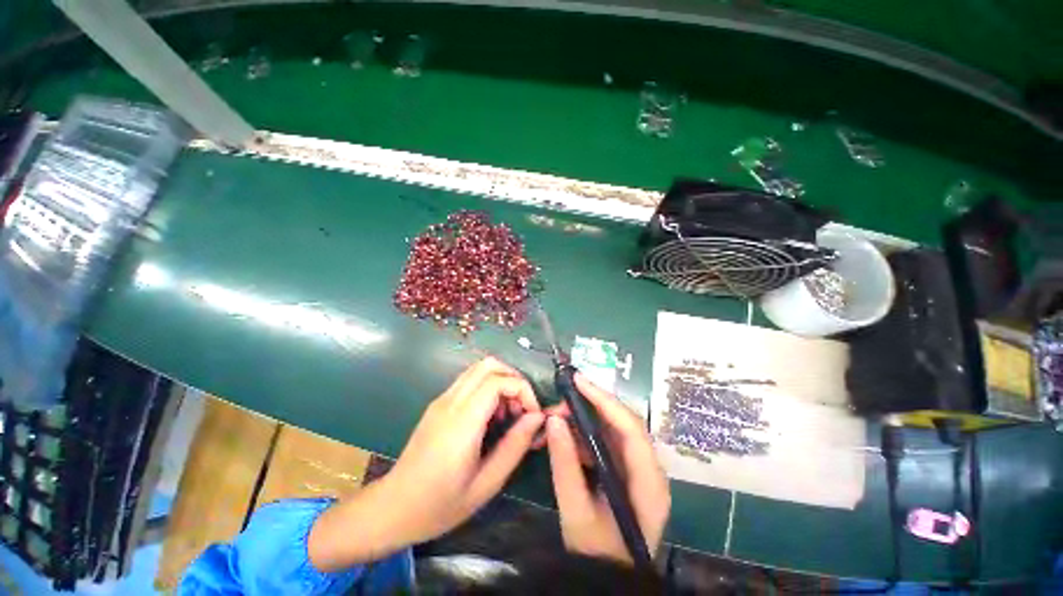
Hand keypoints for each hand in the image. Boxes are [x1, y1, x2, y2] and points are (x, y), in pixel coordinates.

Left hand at [309, 357, 543, 570]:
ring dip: (501, 382)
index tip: (533, 414)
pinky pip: (469, 381)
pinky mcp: (438, 404)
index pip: (498, 381)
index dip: (523, 390)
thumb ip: (515, 446)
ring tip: (507, 415)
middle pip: (489, 364)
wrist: (392, 508)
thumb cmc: (440, 505)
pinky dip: (488, 388)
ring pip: (479, 369)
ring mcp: (442, 400)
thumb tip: (537, 417)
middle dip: (514, 379)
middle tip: (522, 409)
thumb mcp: (486, 484)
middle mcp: (450, 401)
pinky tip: (490, 418)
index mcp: (462, 421)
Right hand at [546, 374, 669, 563]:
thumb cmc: (598, 554)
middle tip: (558, 403)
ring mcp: (636, 469)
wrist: (609, 579)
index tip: (578, 381)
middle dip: (588, 407)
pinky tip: (564, 436)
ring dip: (582, 420)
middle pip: (621, 423)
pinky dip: (583, 435)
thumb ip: (564, 466)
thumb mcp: (576, 513)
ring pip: (610, 430)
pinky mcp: (624, 470)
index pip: (630, 428)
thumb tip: (554, 420)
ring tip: (555, 417)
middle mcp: (648, 468)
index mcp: (648, 482)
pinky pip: (604, 442)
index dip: (604, 400)